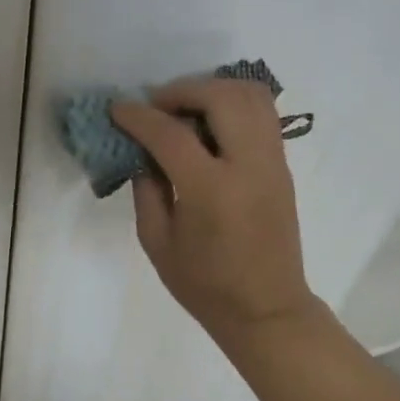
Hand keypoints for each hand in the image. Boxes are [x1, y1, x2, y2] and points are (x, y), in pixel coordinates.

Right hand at [110, 79, 321, 349]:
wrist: (267, 309)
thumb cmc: (205, 285)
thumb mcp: (157, 242)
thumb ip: (146, 189)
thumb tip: (142, 151)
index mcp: (212, 191)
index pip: (171, 134)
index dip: (138, 116)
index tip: (117, 109)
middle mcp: (249, 166)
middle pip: (221, 97)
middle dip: (182, 91)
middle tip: (156, 107)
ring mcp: (272, 162)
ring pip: (251, 95)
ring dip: (212, 90)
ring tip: (184, 110)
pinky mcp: (282, 165)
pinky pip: (262, 114)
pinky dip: (232, 104)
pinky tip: (207, 125)